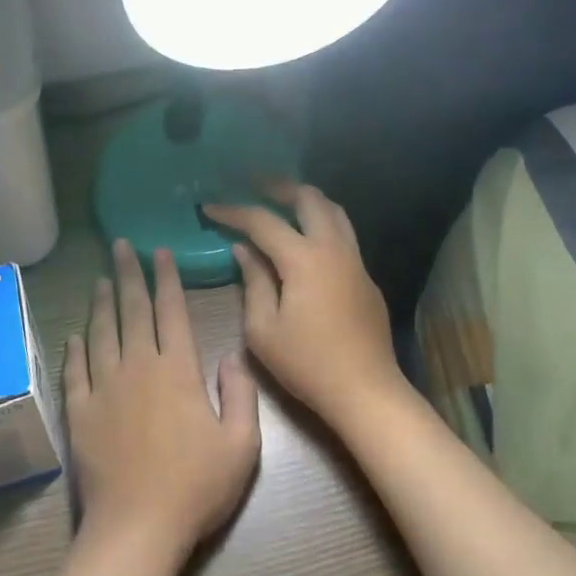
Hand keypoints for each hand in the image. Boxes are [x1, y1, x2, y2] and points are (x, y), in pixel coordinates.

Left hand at [64, 240, 260, 556]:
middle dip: (128, 274)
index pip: (171, 311)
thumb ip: (241, 394)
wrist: (137, 528)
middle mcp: (138, 367)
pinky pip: (75, 371)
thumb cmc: (196, 487)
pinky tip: (75, 334)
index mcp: (177, 370)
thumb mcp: (242, 445)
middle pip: (132, 310)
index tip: (160, 251)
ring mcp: (104, 388)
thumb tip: (229, 356)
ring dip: (101, 303)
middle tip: (120, 245)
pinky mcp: (80, 412)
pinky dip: (75, 349)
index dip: (166, 278)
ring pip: (101, 332)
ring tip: (99, 278)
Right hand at [203, 183, 402, 432]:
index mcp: (304, 259)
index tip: (209, 207)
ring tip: (283, 201)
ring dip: (306, 200)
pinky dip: (321, 222)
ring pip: (334, 211)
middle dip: (279, 188)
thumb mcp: (263, 329)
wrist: (366, 391)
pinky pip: (343, 234)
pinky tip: (307, 238)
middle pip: (309, 199)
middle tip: (254, 185)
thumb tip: (243, 249)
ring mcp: (355, 261)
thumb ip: (253, 282)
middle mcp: (333, 249)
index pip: (263, 221)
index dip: (233, 211)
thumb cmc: (307, 364)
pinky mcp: (366, 278)